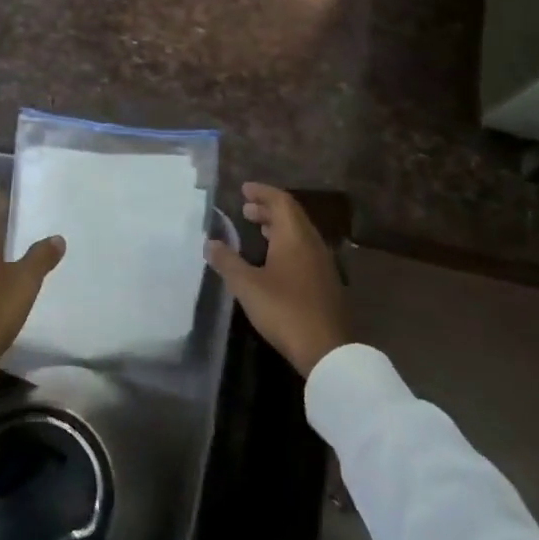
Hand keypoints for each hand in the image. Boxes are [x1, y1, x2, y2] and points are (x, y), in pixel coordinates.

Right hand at [204, 183, 347, 377]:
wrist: (328, 349)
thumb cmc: (285, 310)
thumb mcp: (247, 286)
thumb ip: (227, 262)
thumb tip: (210, 243)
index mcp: (294, 237)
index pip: (281, 201)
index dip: (262, 192)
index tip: (244, 189)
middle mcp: (312, 243)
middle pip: (292, 216)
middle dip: (268, 209)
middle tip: (246, 210)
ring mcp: (323, 264)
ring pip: (300, 234)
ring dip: (278, 227)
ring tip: (257, 230)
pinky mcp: (326, 282)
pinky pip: (305, 250)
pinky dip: (287, 244)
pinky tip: (274, 260)